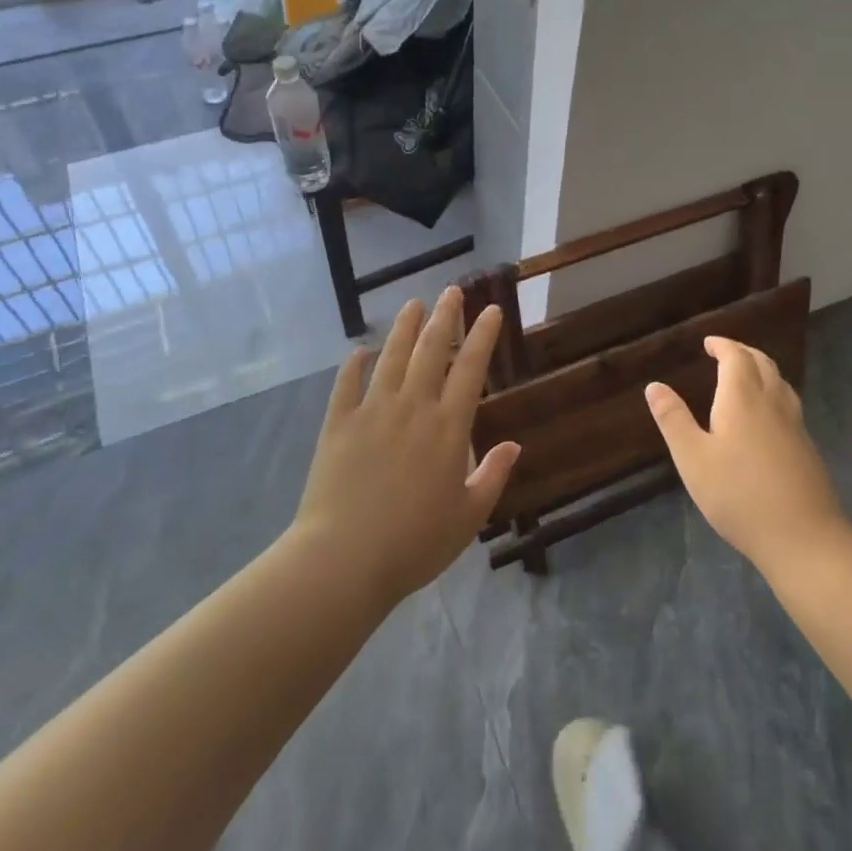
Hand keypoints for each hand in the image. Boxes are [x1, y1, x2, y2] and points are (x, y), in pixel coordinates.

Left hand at [294, 287, 520, 603]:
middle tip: (452, 291)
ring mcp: (371, 412)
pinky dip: (354, 364)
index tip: (491, 310)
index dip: (482, 336)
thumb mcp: (468, 517)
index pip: (470, 368)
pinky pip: (346, 384)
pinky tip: (359, 351)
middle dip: (444, 317)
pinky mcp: (337, 424)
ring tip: (413, 304)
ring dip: (404, 328)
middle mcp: (412, 408)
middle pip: (430, 351)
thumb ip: (492, 476)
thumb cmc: (414, 544)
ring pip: (391, 357)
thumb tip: (513, 444)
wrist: (343, 559)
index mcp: (448, 428)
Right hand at [645, 337, 844, 569]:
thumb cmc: (738, 495)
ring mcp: (795, 425)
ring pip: (780, 382)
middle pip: (762, 363)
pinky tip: (767, 415)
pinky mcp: (807, 448)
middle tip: (725, 353)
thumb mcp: (693, 459)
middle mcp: (772, 403)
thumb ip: (673, 419)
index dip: (723, 345)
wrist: (803, 537)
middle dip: (743, 352)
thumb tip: (654, 386)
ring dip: (762, 369)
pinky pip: (789, 403)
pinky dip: (774, 392)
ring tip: (746, 376)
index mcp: (742, 398)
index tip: (709, 343)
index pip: (736, 357)